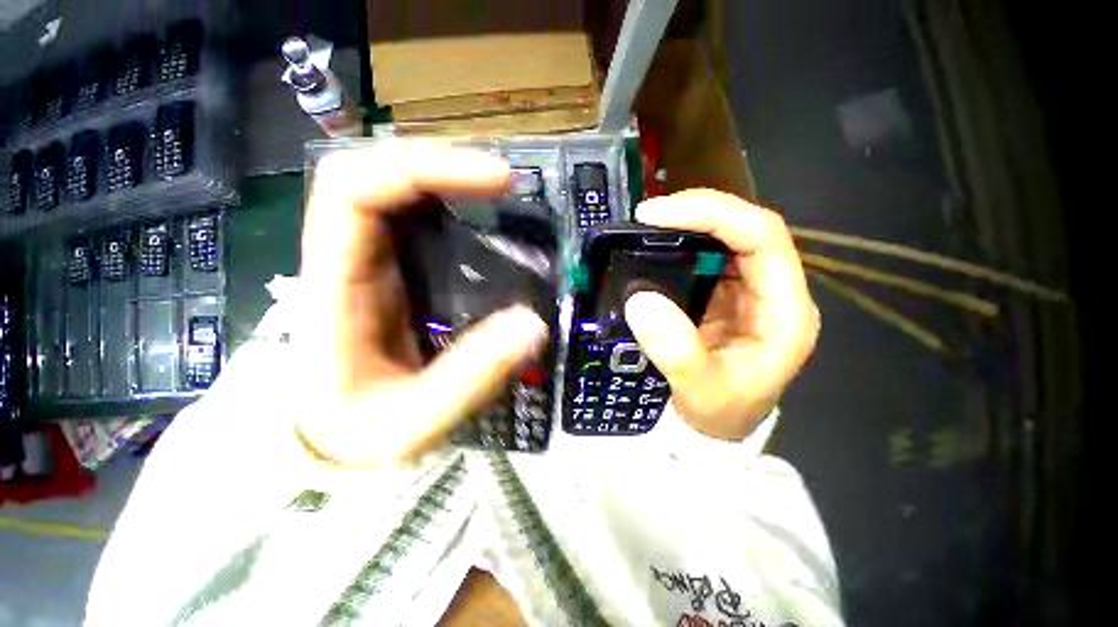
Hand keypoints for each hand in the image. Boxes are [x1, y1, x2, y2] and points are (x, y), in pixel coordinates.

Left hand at [295, 139, 548, 467]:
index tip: (496, 181)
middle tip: (505, 180)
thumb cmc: (356, 433)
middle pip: (378, 174)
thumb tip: (533, 324)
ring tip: (501, 191)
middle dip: (442, 162)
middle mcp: (349, 258)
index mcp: (335, 283)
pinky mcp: (396, 273)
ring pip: (399, 191)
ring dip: (449, 179)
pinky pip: (419, 221)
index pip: (353, 189)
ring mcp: (373, 262)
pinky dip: (454, 207)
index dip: (422, 168)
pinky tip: (488, 219)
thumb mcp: (412, 419)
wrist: (334, 439)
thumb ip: (470, 377)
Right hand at [624, 189, 819, 441]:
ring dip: (689, 223)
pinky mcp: (727, 295)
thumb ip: (676, 352)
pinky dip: (681, 244)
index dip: (713, 215)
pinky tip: (656, 246)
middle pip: (746, 227)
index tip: (657, 215)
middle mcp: (774, 291)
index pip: (762, 237)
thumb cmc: (720, 414)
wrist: (719, 426)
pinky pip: (707, 256)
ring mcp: (751, 291)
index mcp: (785, 311)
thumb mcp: (700, 391)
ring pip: (727, 237)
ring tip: (648, 224)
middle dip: (698, 210)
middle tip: (647, 214)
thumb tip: (641, 301)